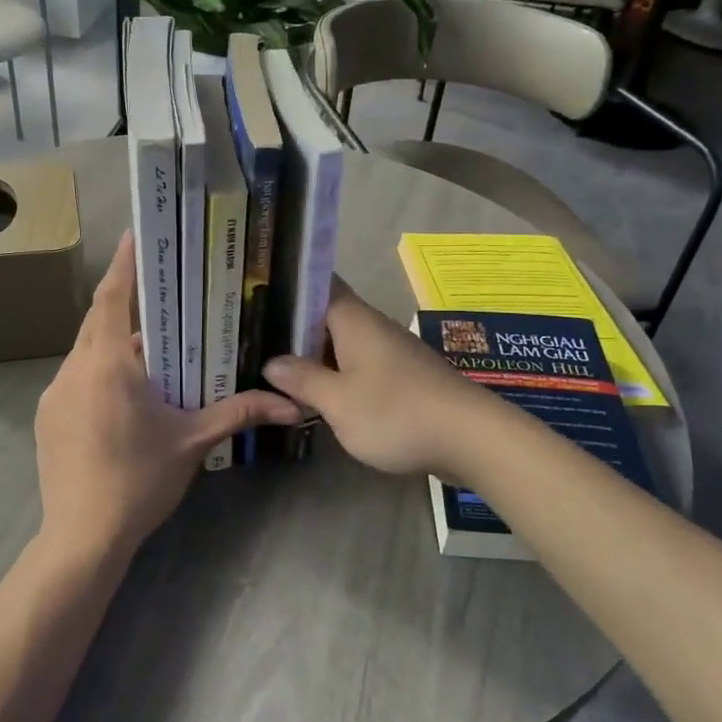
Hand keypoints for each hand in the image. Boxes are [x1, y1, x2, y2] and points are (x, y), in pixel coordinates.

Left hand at [36, 232, 302, 556]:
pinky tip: (124, 394)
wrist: (82, 535)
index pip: (112, 299)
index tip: (136, 235)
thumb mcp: (193, 441)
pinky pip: (76, 378)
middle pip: (97, 320)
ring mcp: (54, 393)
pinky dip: (99, 371)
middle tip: (159, 291)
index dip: (124, 265)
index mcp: (108, 365)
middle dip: (125, 302)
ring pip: (86, 351)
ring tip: (150, 348)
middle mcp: (74, 369)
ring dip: (114, 342)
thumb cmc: (140, 480)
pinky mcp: (47, 417)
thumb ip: (240, 412)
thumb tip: (293, 406)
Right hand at [264, 278, 493, 479]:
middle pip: (326, 315)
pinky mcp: (401, 376)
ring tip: (272, 364)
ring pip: (341, 342)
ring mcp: (389, 352)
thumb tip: (272, 362)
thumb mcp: (339, 401)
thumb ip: (303, 379)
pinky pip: (357, 364)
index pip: (318, 283)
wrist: (471, 438)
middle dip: (291, 325)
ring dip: (312, 353)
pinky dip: (334, 372)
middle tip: (251, 335)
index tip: (254, 293)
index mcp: (354, 320)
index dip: (287, 285)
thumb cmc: (397, 413)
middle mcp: (372, 327)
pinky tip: (315, 391)